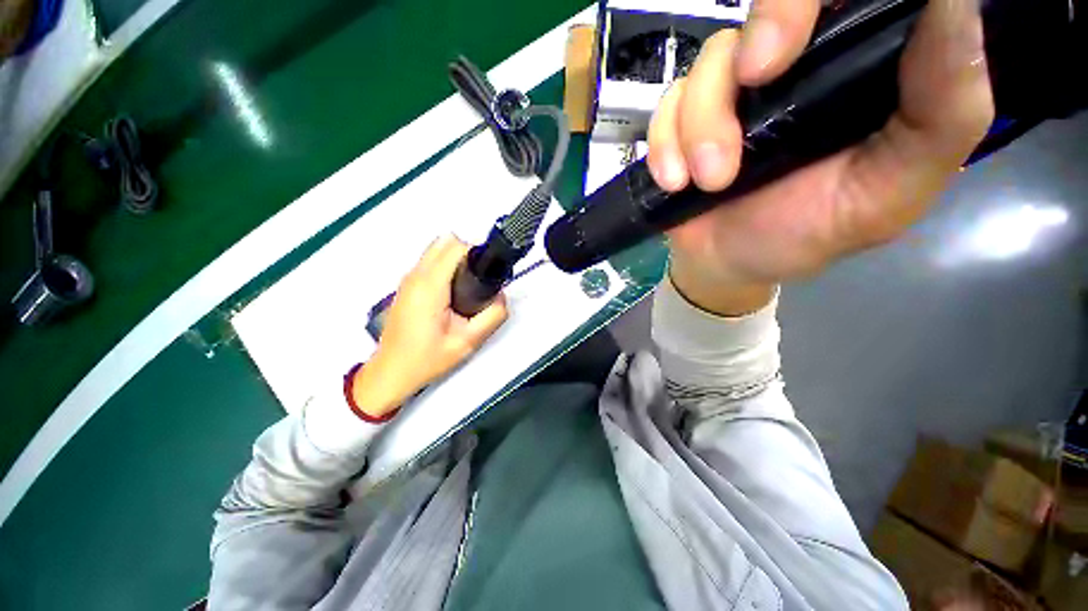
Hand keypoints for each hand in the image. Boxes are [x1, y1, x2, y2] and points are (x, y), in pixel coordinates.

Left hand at [350, 235, 507, 417]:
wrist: (391, 372)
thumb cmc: (427, 359)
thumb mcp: (468, 342)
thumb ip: (492, 316)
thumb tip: (502, 296)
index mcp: (430, 287)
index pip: (456, 248)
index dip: (476, 254)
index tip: (487, 272)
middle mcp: (416, 276)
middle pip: (445, 241)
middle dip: (467, 253)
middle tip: (479, 280)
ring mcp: (408, 279)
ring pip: (436, 249)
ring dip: (455, 259)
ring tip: (468, 287)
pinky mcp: (406, 286)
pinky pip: (429, 261)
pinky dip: (445, 266)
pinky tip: (453, 293)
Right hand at [647, 0, 993, 313]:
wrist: (729, 264)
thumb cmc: (809, 234)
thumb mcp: (891, 190)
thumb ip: (941, 113)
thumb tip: (956, 6)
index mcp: (857, 69)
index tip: (807, 34)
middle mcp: (796, 65)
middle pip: (771, 5)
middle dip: (763, 27)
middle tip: (756, 79)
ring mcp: (732, 93)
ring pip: (710, 62)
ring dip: (702, 124)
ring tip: (710, 182)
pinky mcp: (684, 122)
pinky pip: (665, 108)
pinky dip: (665, 145)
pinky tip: (675, 182)